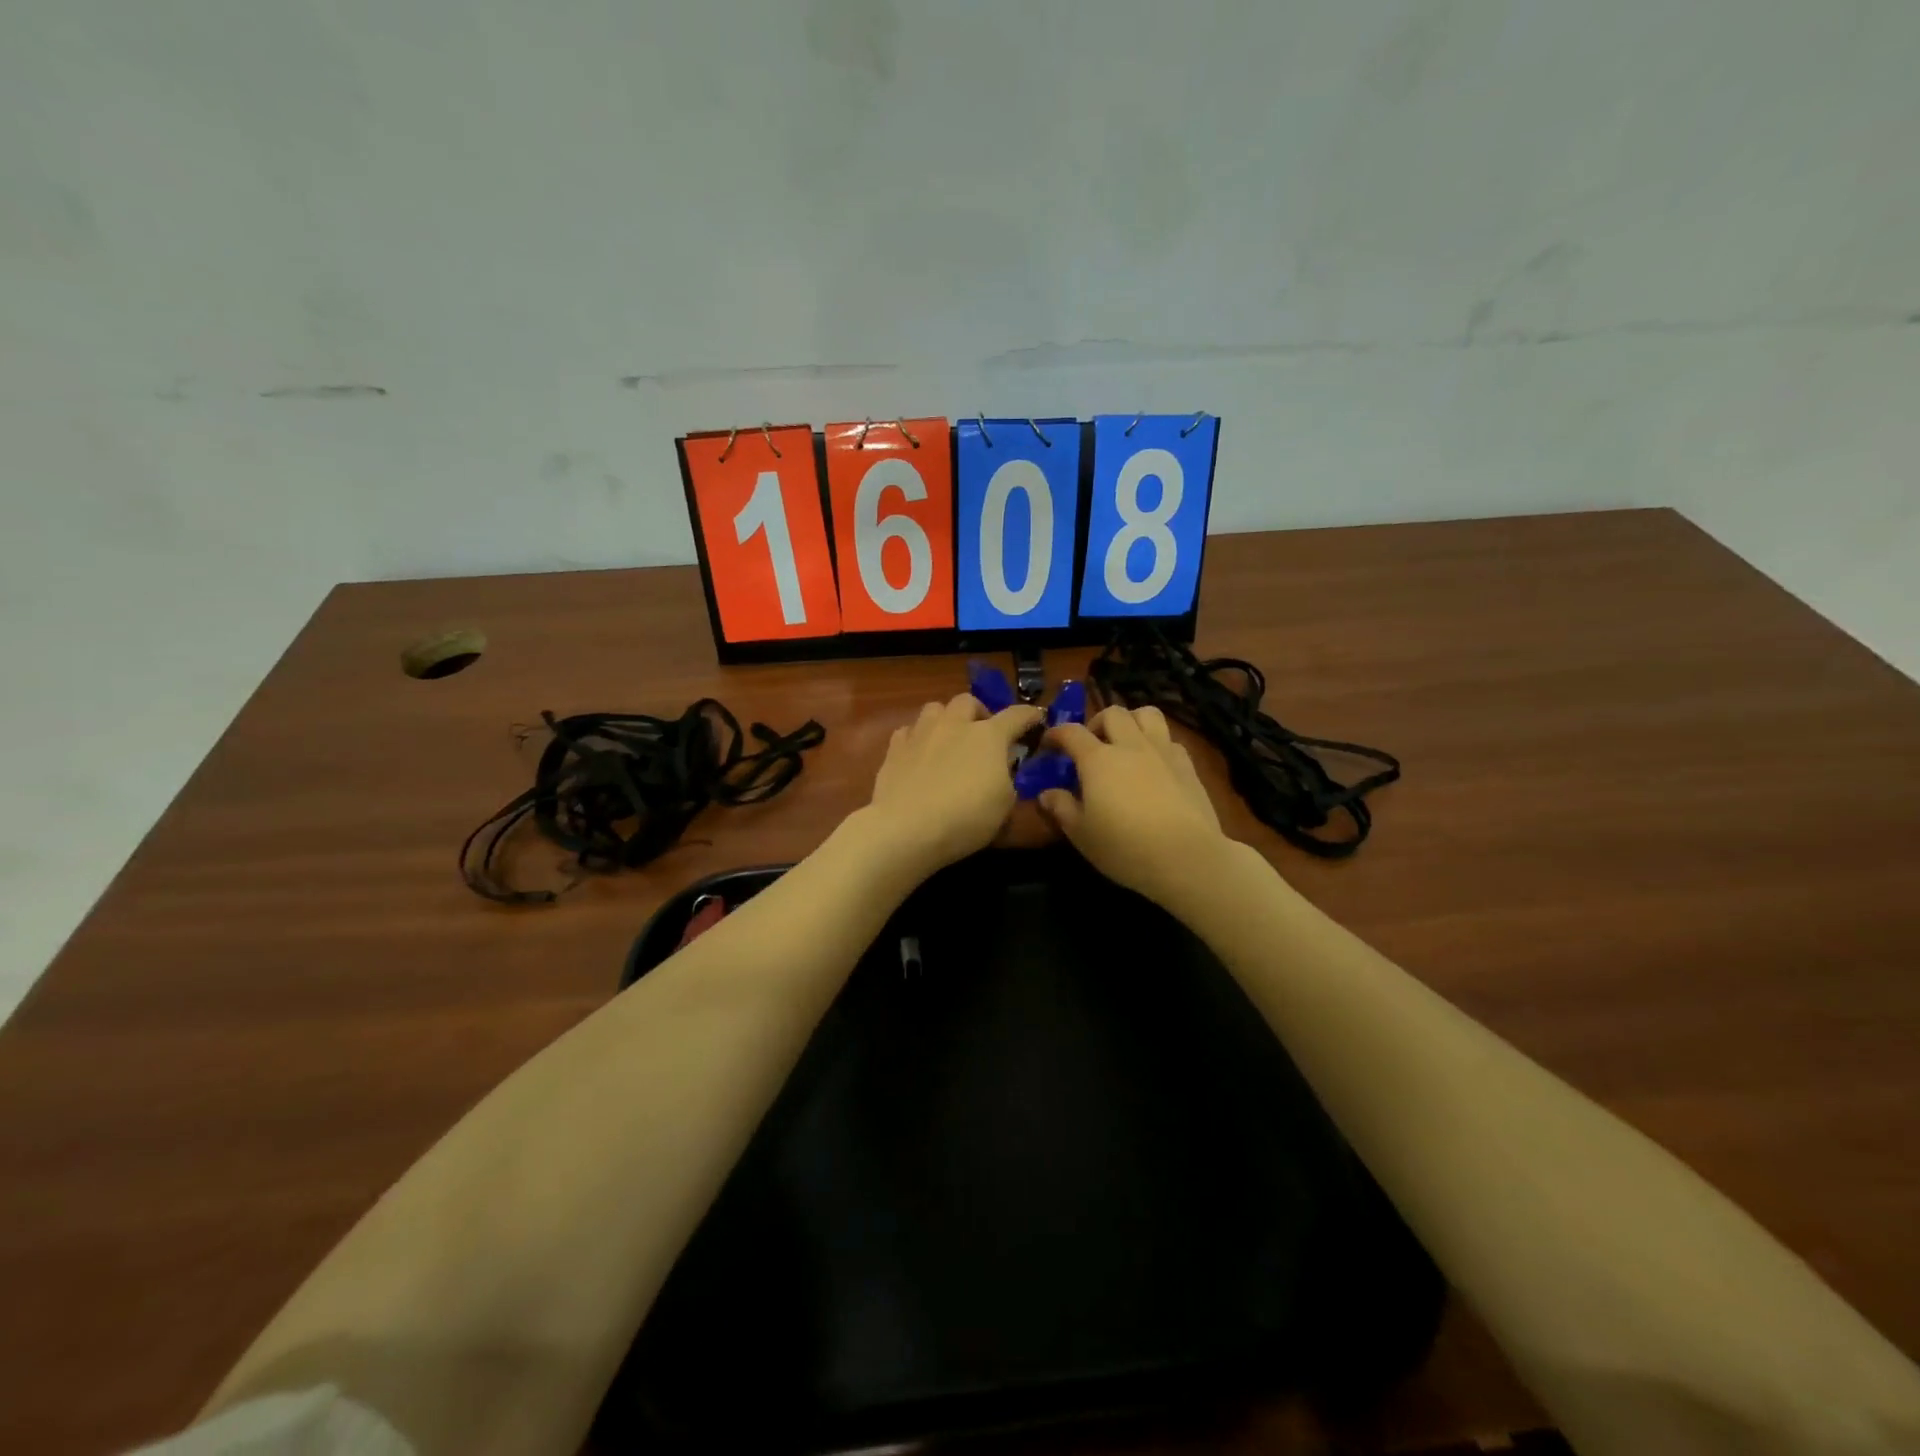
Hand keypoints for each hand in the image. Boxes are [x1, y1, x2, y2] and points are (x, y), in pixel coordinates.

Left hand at [865, 694, 1044, 878]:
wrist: (906, 828)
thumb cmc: (966, 818)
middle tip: (982, 734)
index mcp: (989, 736)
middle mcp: (954, 724)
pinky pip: (909, 730)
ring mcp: (921, 733)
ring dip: (946, 719)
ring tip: (948, 739)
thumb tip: (1003, 769)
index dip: (1029, 716)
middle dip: (979, 713)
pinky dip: (918, 738)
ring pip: (935, 708)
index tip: (1036, 719)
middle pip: (969, 701)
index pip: (1017, 715)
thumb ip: (1008, 780)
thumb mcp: (1005, 806)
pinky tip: (919, 754)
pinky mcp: (894, 748)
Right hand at [1039, 705, 1229, 903]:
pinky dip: (1157, 743)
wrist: (1187, 858)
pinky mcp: (1188, 765)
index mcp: (1098, 760)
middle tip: (1091, 745)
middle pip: (1112, 713)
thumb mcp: (1081, 834)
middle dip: (1096, 722)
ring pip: (1147, 714)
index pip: (1071, 732)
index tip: (1048, 744)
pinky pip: (1169, 739)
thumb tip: (1046, 794)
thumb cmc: (1125, 847)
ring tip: (1125, 744)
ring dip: (1131, 722)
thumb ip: (1061, 808)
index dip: (1056, 734)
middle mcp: (1130, 746)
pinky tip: (1154, 765)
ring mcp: (1163, 751)